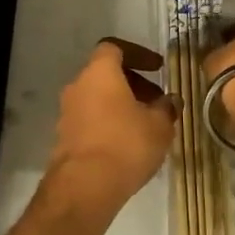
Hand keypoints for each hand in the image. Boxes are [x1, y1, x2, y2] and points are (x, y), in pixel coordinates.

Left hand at [40, 39, 178, 230]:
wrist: (84, 186)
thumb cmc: (125, 144)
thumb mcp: (159, 126)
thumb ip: (166, 108)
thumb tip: (171, 100)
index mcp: (99, 72)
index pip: (114, 48)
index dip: (138, 54)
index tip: (158, 68)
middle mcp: (78, 85)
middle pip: (106, 73)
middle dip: (133, 83)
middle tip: (156, 101)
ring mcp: (67, 111)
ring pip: (97, 97)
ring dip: (120, 104)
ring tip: (145, 125)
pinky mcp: (64, 136)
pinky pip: (89, 119)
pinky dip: (107, 122)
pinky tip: (127, 144)